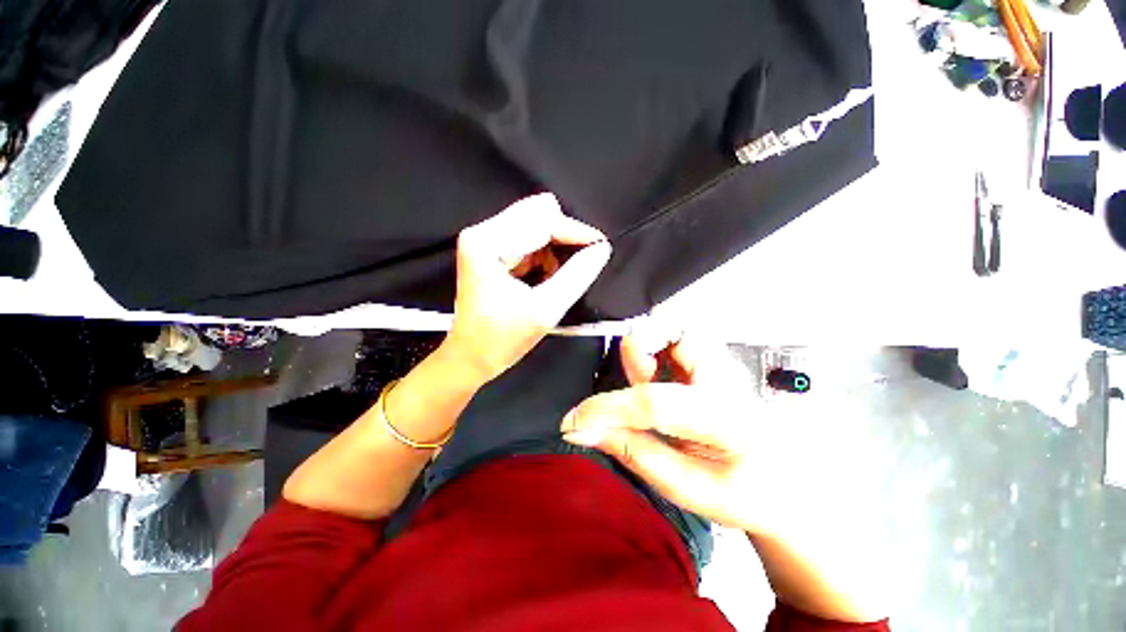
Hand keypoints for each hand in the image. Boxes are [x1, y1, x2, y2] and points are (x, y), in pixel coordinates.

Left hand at [442, 194, 612, 383]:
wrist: (471, 357)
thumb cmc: (502, 339)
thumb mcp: (545, 309)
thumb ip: (577, 275)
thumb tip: (601, 249)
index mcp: (488, 243)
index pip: (542, 221)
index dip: (576, 231)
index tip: (602, 245)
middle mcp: (482, 231)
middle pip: (537, 215)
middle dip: (564, 237)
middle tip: (581, 261)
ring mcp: (484, 238)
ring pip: (535, 225)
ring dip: (554, 248)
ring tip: (556, 278)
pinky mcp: (489, 249)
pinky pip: (528, 238)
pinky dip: (544, 254)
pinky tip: (545, 277)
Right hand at [563, 334, 891, 622]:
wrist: (785, 478)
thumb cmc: (744, 490)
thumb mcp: (686, 489)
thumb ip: (632, 452)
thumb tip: (582, 431)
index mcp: (728, 420)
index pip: (657, 403)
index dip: (608, 409)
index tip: (574, 422)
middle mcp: (727, 378)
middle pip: (676, 334)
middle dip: (640, 356)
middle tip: (633, 386)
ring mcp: (722, 362)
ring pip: (673, 329)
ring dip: (647, 352)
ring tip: (648, 381)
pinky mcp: (712, 357)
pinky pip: (673, 336)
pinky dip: (653, 351)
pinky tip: (657, 375)